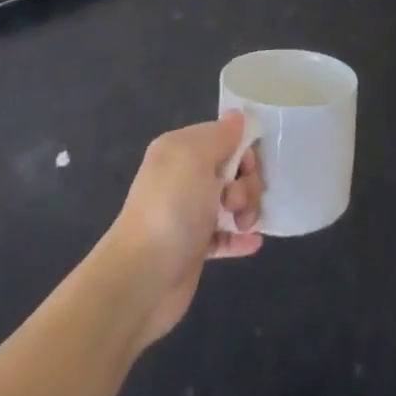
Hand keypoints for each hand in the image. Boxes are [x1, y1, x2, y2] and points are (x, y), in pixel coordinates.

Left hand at [105, 111, 263, 346]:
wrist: (142, 278)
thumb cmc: (172, 209)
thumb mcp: (196, 157)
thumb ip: (221, 135)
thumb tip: (237, 116)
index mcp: (179, 149)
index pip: (223, 136)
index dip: (242, 149)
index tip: (247, 168)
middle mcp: (183, 176)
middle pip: (232, 169)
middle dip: (246, 182)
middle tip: (236, 201)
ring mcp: (188, 213)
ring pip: (232, 201)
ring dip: (247, 209)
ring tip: (245, 225)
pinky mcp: (194, 247)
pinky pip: (226, 234)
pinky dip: (240, 237)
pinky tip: (252, 242)